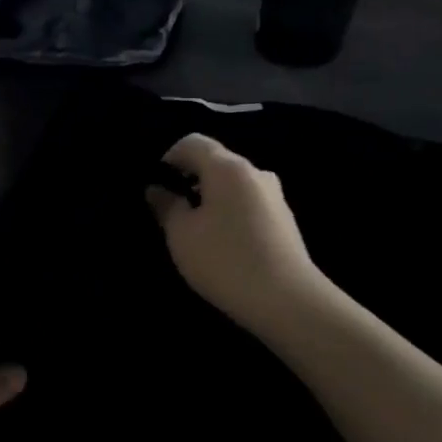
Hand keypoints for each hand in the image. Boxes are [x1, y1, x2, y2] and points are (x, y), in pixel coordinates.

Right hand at [146, 133, 325, 335]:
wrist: (286, 299)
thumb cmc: (225, 260)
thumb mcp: (182, 235)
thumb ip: (166, 206)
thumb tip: (157, 189)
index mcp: (227, 167)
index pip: (192, 142)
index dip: (168, 157)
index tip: (155, 184)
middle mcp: (255, 172)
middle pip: (215, 162)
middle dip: (190, 179)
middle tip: (170, 210)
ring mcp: (274, 195)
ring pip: (233, 185)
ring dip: (211, 198)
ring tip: (195, 229)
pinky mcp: (284, 219)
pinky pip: (248, 203)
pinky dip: (230, 212)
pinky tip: (222, 242)